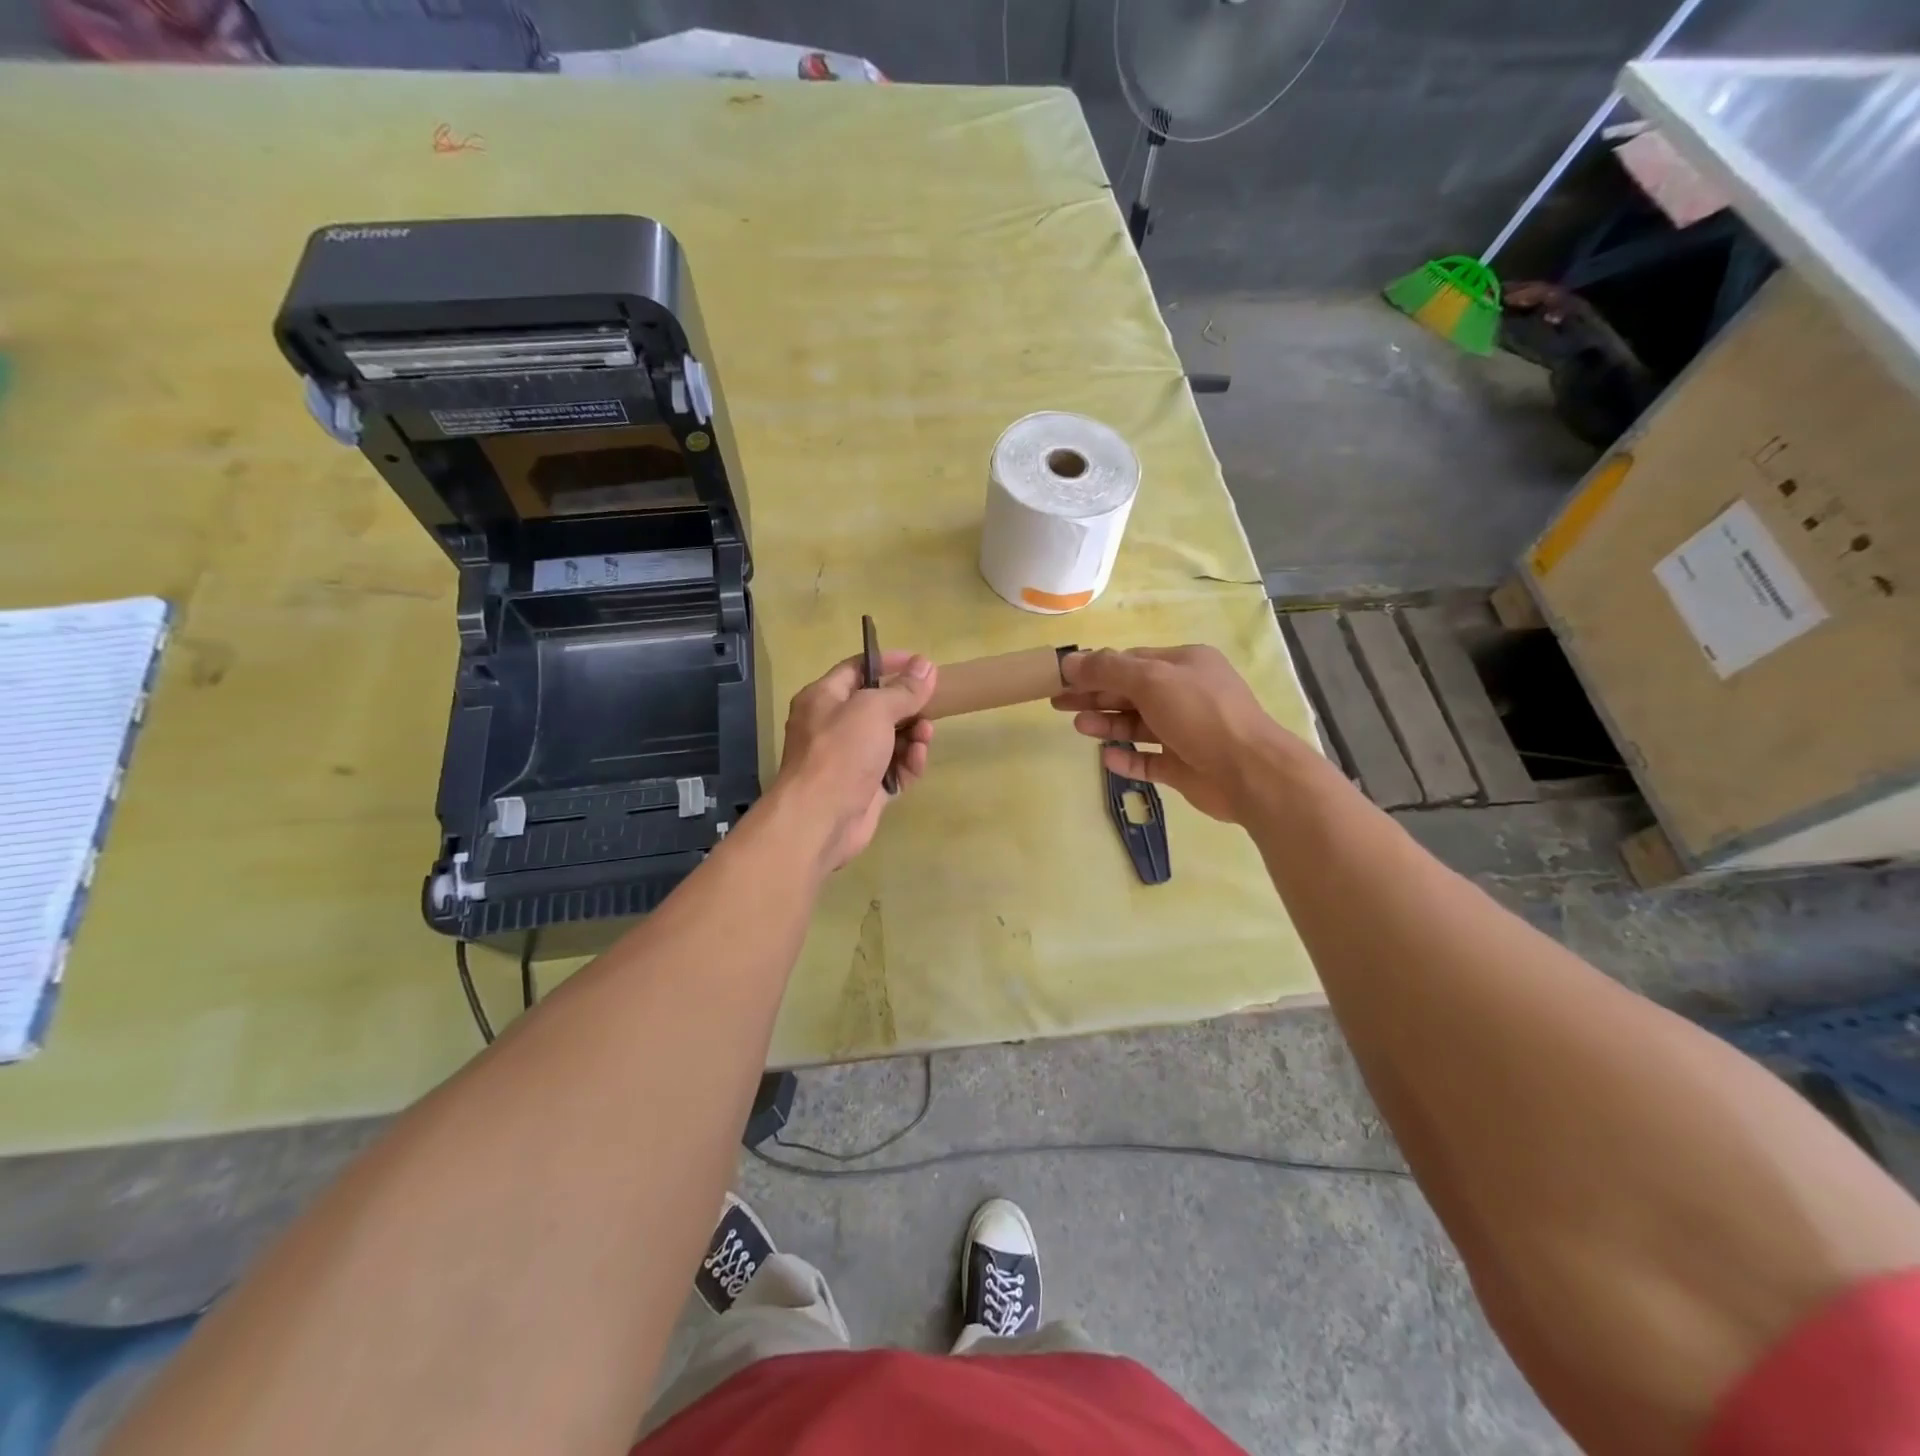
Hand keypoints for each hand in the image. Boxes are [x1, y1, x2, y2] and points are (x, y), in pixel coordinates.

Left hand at [775, 650, 936, 869]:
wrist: (820, 819)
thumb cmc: (841, 752)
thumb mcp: (874, 710)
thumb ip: (903, 689)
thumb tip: (926, 666)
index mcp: (824, 698)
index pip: (857, 668)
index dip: (888, 662)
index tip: (921, 664)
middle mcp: (833, 726)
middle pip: (878, 706)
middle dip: (907, 705)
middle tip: (932, 705)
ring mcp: (849, 759)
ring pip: (890, 739)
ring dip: (912, 735)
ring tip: (925, 737)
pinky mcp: (865, 788)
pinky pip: (893, 768)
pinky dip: (907, 763)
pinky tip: (917, 761)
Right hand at [1052, 645, 1296, 823]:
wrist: (1248, 771)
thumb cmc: (1200, 714)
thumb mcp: (1152, 680)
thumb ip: (1108, 669)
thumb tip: (1070, 661)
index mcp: (1184, 665)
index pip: (1131, 661)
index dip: (1096, 668)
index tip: (1063, 678)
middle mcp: (1185, 694)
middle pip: (1130, 692)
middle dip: (1095, 696)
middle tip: (1058, 703)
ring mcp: (1185, 731)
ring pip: (1137, 725)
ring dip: (1107, 724)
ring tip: (1080, 727)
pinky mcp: (1183, 765)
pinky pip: (1148, 758)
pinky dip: (1127, 757)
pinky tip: (1107, 757)